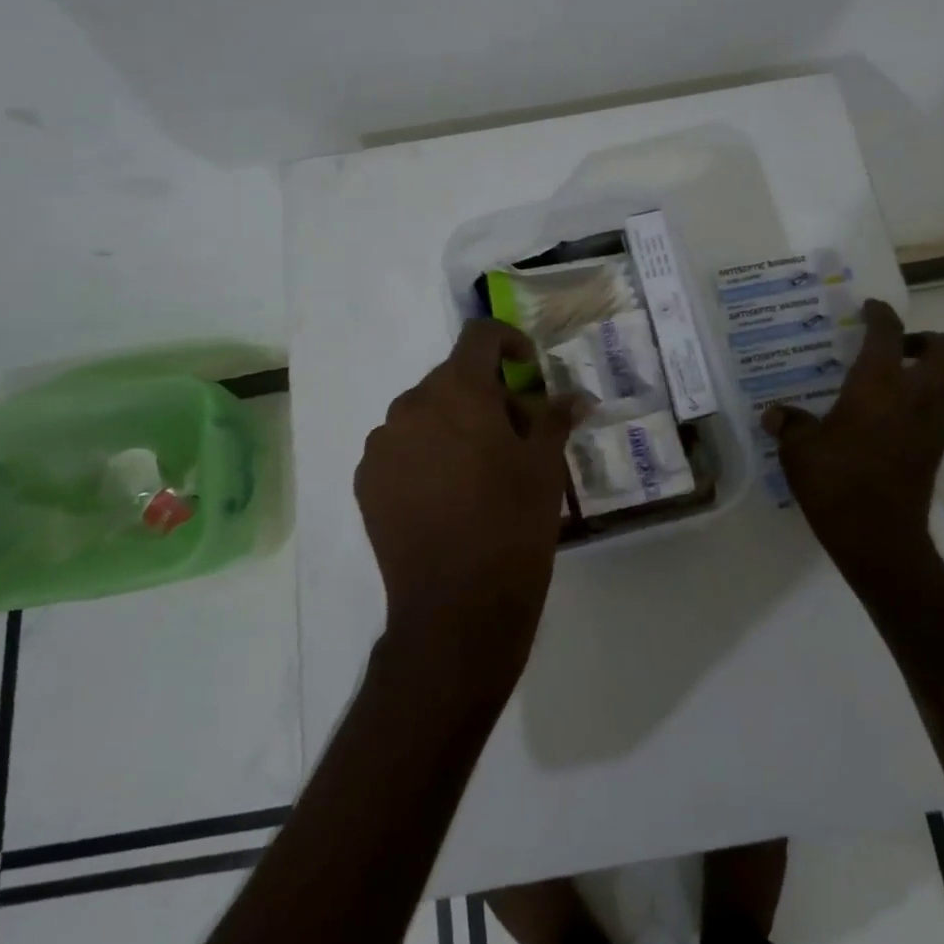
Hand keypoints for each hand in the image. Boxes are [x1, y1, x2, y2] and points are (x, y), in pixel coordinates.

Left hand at [355, 320, 583, 686]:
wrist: (456, 607)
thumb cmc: (512, 525)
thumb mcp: (545, 467)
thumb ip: (555, 418)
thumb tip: (576, 396)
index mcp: (457, 391)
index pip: (479, 336)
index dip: (509, 342)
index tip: (529, 371)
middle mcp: (411, 405)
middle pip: (453, 378)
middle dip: (487, 395)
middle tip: (517, 435)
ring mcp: (382, 444)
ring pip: (425, 413)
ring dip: (455, 424)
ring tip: (481, 470)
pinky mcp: (367, 481)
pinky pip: (402, 447)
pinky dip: (426, 454)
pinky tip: (448, 495)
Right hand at [761, 298, 943, 579]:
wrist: (878, 537)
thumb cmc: (835, 482)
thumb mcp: (798, 449)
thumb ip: (789, 424)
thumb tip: (775, 415)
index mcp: (878, 383)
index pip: (887, 332)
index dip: (880, 314)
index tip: (870, 308)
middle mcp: (915, 395)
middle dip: (928, 339)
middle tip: (897, 348)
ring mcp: (933, 424)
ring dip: (931, 375)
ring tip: (896, 383)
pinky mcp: (936, 451)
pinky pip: (940, 413)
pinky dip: (924, 406)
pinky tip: (890, 421)